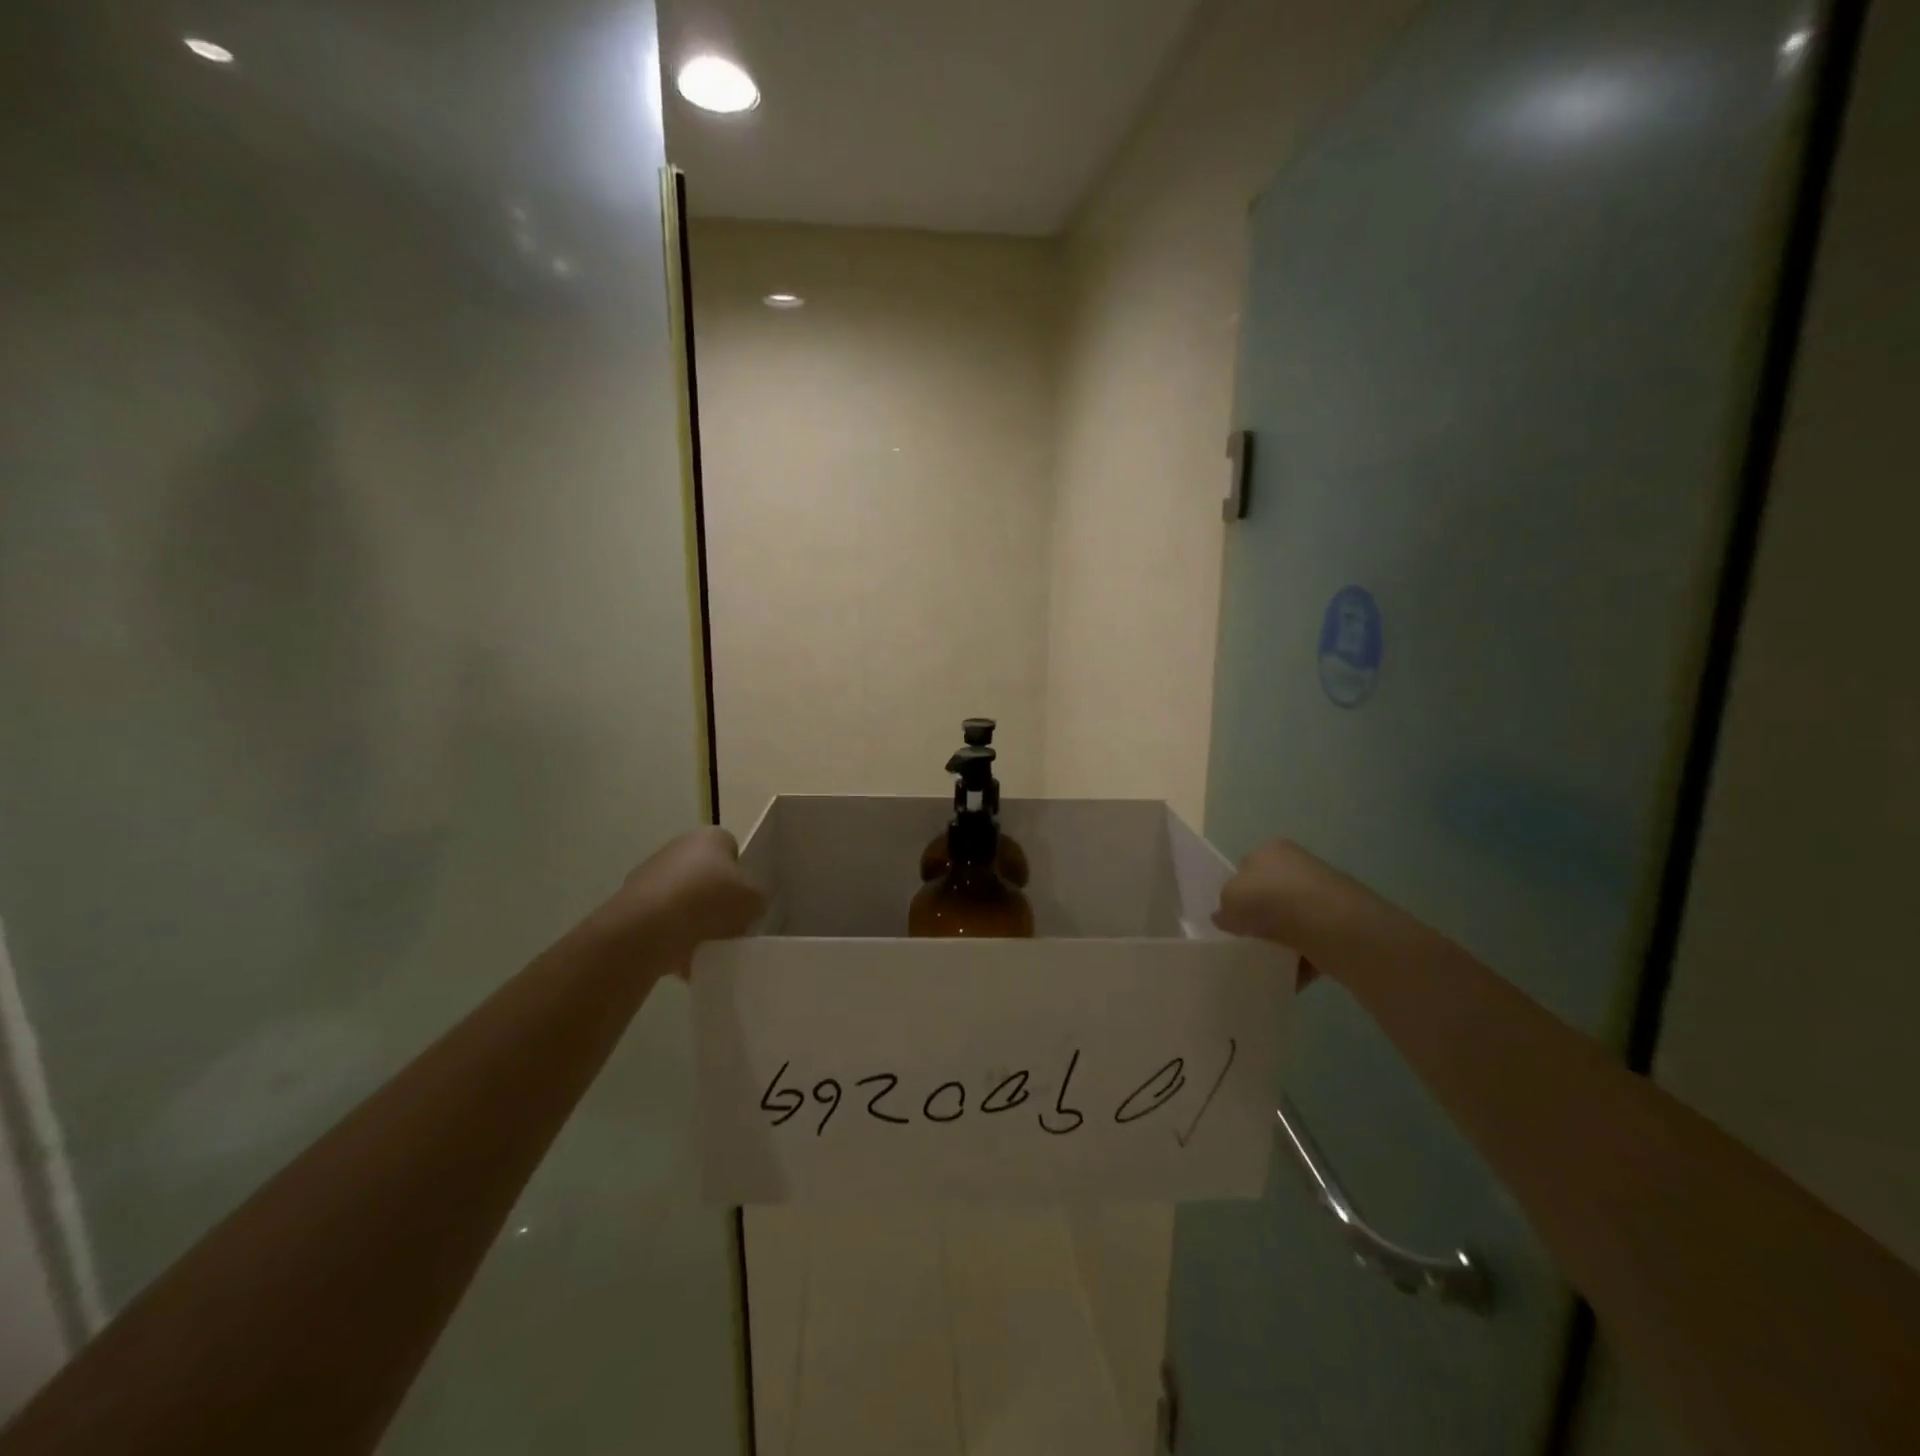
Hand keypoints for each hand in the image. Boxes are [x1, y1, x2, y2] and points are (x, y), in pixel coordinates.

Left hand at [590, 827, 764, 974]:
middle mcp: (678, 846)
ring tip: (705, 947)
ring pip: (683, 899)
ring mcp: (650, 873)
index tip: (744, 902)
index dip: (741, 876)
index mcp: (710, 836)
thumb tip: (750, 903)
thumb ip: (757, 898)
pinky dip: (672, 936)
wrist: (647, 928)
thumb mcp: (754, 899)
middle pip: (706, 875)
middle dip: (716, 900)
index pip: (733, 850)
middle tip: (728, 926)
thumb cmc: (708, 901)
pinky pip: (662, 920)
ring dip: (693, 920)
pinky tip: (682, 957)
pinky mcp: (631, 902)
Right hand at [1213, 839, 1346, 987]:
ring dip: (1283, 937)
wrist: (1329, 924)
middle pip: (1272, 892)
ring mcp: (1324, 893)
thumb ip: (1224, 909)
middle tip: (1249, 937)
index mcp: (1270, 850)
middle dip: (1262, 915)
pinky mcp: (1342, 922)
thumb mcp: (1229, 900)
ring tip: (1269, 958)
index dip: (1237, 891)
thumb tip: (1226, 917)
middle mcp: (1299, 864)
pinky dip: (1302, 957)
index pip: (1247, 867)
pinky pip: (1313, 941)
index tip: (1232, 915)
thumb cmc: (1271, 900)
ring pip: (1294, 918)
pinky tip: (1291, 973)